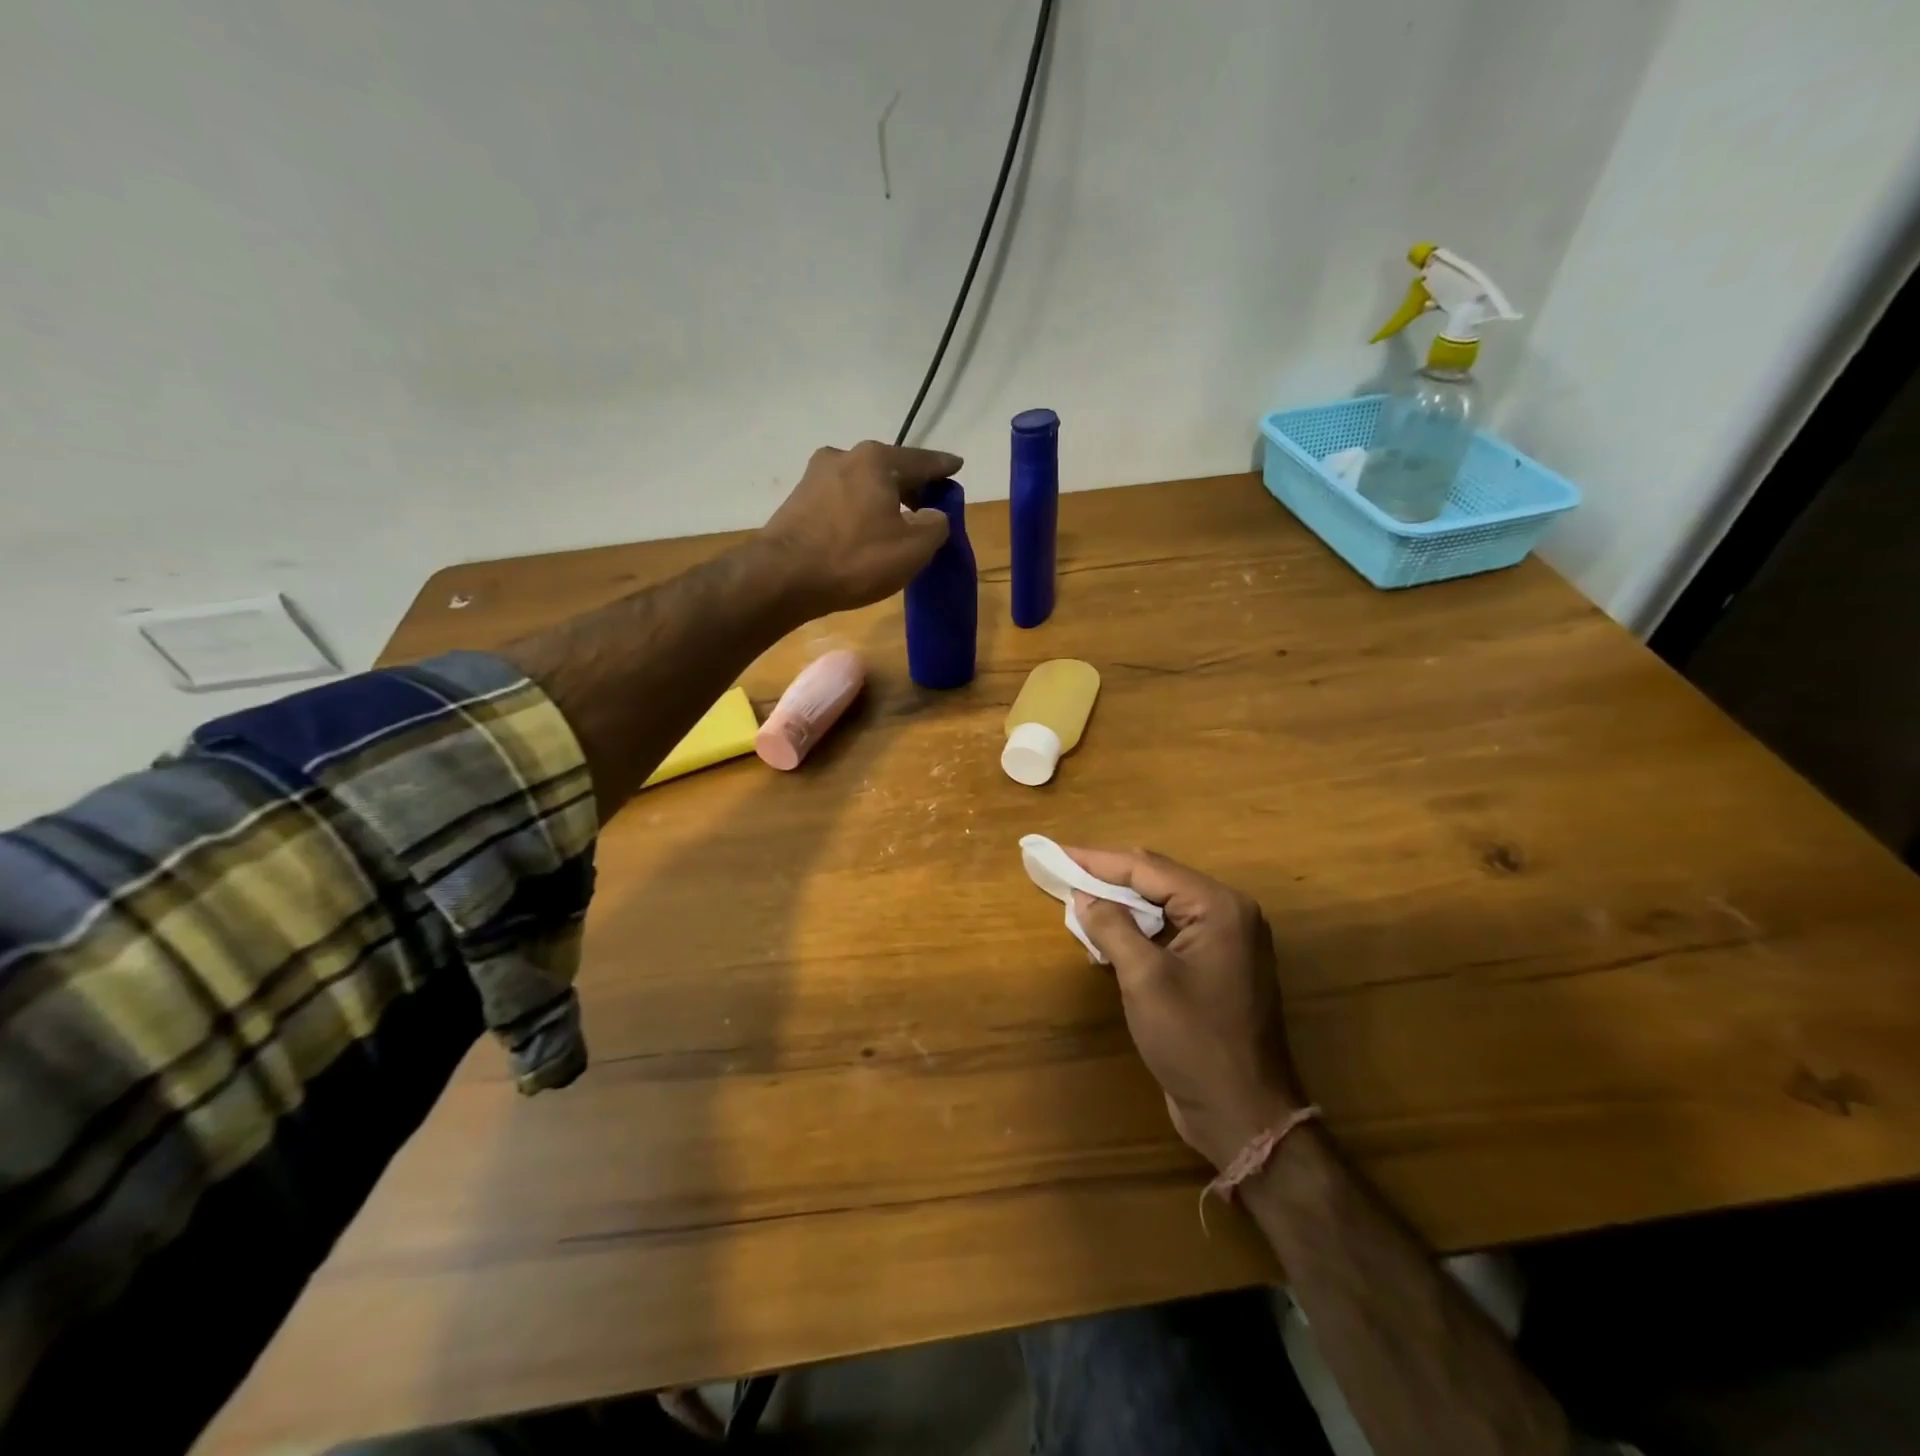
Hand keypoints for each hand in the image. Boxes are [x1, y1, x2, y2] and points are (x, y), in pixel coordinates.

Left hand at [761, 441, 961, 615]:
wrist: (783, 577)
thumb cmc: (855, 558)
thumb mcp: (913, 548)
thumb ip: (935, 525)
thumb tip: (933, 515)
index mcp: (876, 459)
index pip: (921, 461)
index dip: (943, 467)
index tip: (957, 467)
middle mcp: (843, 456)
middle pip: (888, 469)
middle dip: (910, 486)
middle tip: (927, 505)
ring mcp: (814, 478)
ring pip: (861, 485)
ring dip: (881, 500)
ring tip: (894, 523)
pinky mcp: (797, 502)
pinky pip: (840, 502)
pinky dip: (858, 512)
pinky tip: (862, 533)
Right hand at [1068, 849, 1305, 1170]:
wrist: (1243, 1113)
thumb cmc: (1194, 1041)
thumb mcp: (1144, 979)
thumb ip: (1112, 927)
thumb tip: (1083, 895)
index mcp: (1219, 907)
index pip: (1148, 868)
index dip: (1098, 861)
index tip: (1057, 853)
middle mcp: (1228, 914)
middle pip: (1157, 881)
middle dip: (1108, 878)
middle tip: (1063, 871)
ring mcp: (1226, 941)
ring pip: (1162, 906)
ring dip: (1121, 906)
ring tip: (1078, 902)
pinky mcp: (1216, 966)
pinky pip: (1170, 932)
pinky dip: (1138, 931)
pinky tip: (1107, 938)